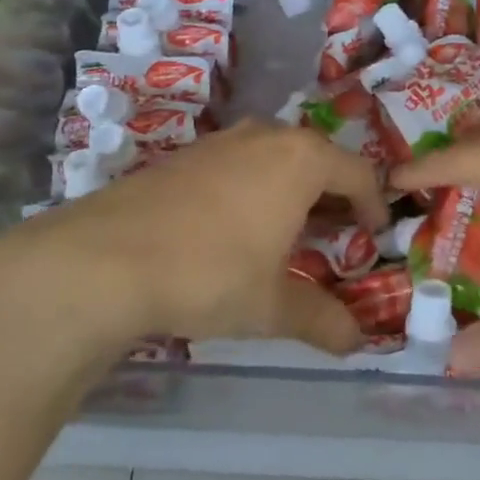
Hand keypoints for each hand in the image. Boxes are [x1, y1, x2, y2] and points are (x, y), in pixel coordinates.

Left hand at [0, 121, 389, 355]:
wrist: (105, 259)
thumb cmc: (210, 273)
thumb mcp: (271, 305)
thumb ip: (320, 319)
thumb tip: (356, 341)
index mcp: (300, 159)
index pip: (357, 173)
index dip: (373, 205)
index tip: (374, 236)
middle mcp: (265, 137)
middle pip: (317, 159)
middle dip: (333, 197)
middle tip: (337, 237)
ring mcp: (221, 142)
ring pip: (275, 158)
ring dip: (292, 192)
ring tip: (289, 234)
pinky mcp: (185, 155)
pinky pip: (239, 164)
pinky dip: (254, 189)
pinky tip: (236, 229)